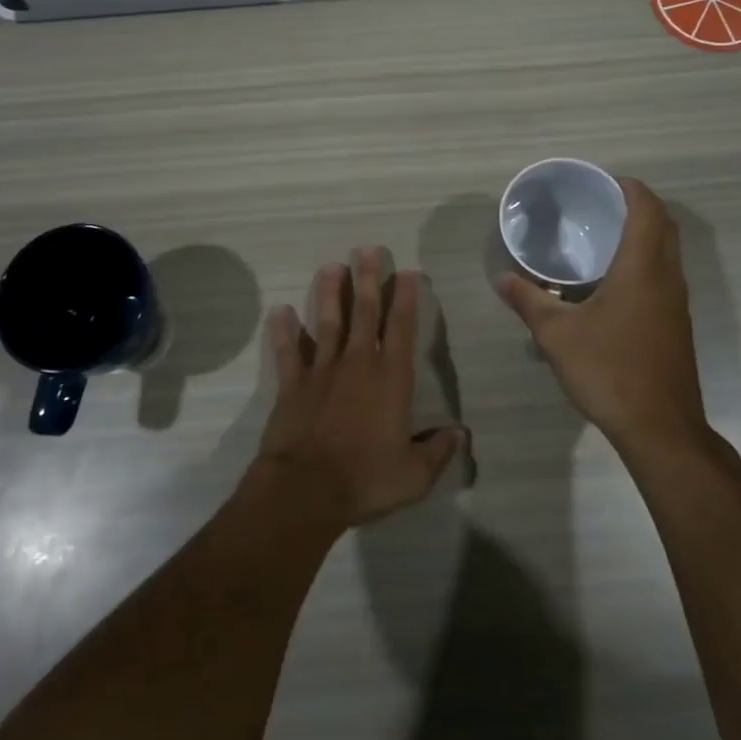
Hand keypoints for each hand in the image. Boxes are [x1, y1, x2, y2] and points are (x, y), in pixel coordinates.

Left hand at [254, 249, 468, 530]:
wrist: (306, 490)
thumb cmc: (365, 480)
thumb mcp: (414, 476)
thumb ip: (438, 452)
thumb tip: (460, 435)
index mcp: (391, 379)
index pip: (401, 328)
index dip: (406, 297)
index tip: (408, 271)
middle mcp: (357, 364)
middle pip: (365, 312)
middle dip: (368, 278)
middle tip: (368, 249)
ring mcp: (321, 371)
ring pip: (327, 322)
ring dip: (330, 293)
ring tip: (330, 266)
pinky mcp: (292, 385)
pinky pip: (288, 352)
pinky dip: (283, 331)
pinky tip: (279, 310)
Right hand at [494, 178, 706, 448]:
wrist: (660, 428)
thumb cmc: (609, 369)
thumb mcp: (557, 335)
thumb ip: (528, 300)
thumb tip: (501, 278)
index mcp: (643, 267)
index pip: (647, 208)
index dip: (629, 188)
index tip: (602, 183)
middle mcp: (667, 277)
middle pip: (663, 225)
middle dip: (636, 206)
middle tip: (598, 206)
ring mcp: (677, 303)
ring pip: (667, 251)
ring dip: (644, 234)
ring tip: (601, 237)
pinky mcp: (676, 325)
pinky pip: (664, 276)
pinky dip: (645, 262)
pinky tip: (611, 283)